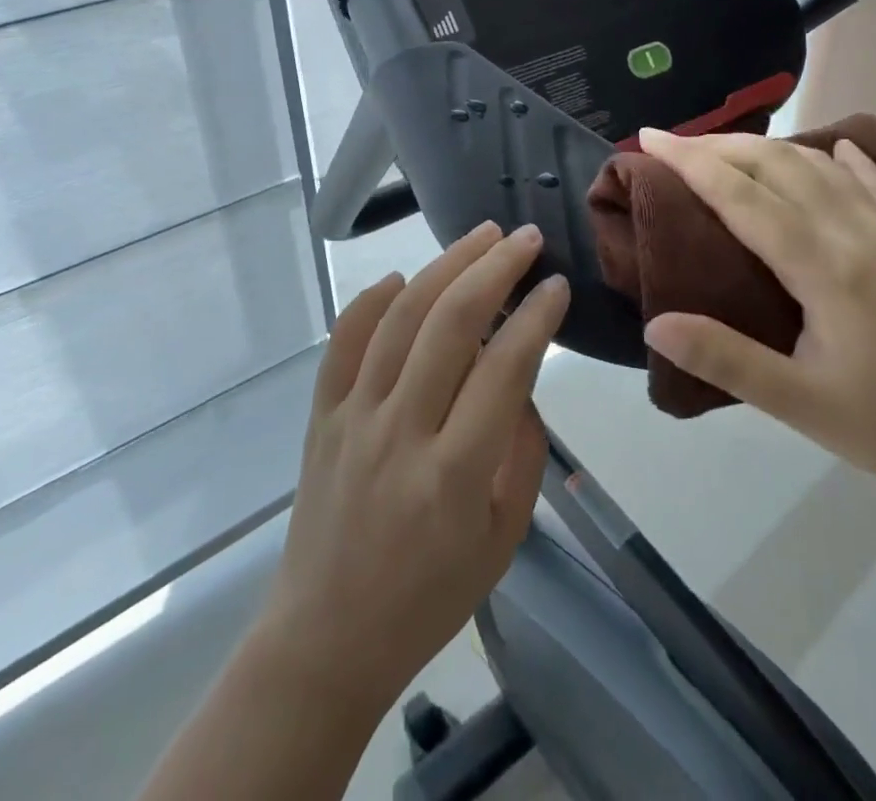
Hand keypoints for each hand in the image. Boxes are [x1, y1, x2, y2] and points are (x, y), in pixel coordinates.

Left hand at [258, 222, 567, 715]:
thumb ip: (523, 451)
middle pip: (451, 324)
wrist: (327, 638)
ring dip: (443, 267)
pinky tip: (401, 277)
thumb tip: (523, 373)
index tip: (557, 285)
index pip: (504, 369)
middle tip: (523, 237)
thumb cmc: (430, 595)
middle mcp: (401, 433)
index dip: (536, 317)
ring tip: (479, 236)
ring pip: (399, 318)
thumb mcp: (503, 538)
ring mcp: (353, 418)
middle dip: (494, 269)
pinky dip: (370, 302)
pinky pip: (342, 342)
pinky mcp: (319, 416)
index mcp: (454, 474)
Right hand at [636, 128, 875, 503]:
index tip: (649, 139)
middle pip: (778, 165)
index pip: (744, 196)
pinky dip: (843, 159)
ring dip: (766, 148)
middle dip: (718, 145)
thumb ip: (726, 359)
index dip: (691, 163)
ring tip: (723, 148)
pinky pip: (872, 184)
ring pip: (819, 166)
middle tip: (671, 144)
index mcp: (827, 269)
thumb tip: (655, 324)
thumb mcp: (802, 406)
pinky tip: (834, 148)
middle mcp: (857, 233)